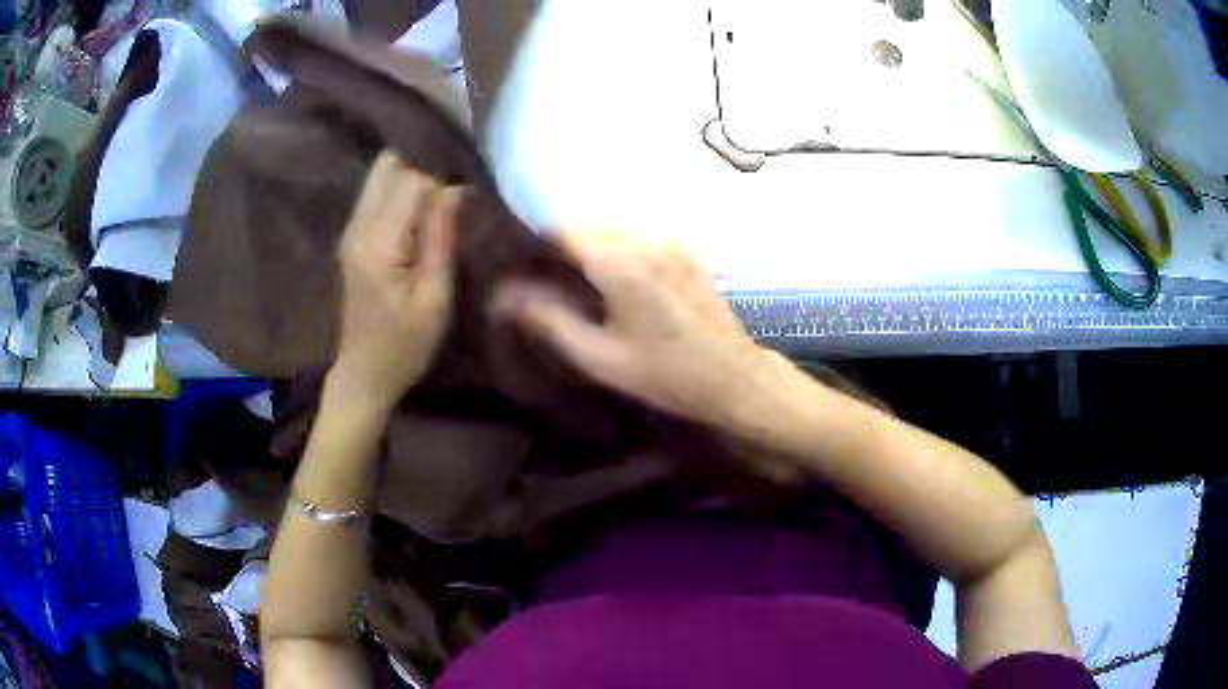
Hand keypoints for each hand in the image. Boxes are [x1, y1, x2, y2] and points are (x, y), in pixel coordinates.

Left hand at [332, 152, 458, 411]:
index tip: (464, 202)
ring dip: (412, 175)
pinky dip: (401, 189)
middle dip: (424, 166)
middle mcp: (358, 227)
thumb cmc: (405, 345)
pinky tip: (423, 211)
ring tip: (441, 199)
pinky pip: (377, 192)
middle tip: (452, 191)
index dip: (441, 183)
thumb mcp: (436, 299)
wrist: (364, 373)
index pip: (411, 180)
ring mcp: (351, 229)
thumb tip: (457, 187)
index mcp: (379, 244)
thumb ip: (442, 238)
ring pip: (381, 174)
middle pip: (389, 164)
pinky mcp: (353, 235)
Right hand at [495, 230, 785, 428]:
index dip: (533, 242)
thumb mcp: (600, 359)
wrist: (735, 378)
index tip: (517, 266)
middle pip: (586, 224)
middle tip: (542, 278)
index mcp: (621, 262)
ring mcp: (671, 240)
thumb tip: (504, 296)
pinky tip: (612, 279)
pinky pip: (637, 235)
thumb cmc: (666, 375)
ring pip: (612, 227)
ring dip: (587, 245)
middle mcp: (646, 238)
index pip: (561, 229)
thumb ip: (549, 321)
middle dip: (558, 244)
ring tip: (574, 280)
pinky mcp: (686, 249)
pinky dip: (615, 247)